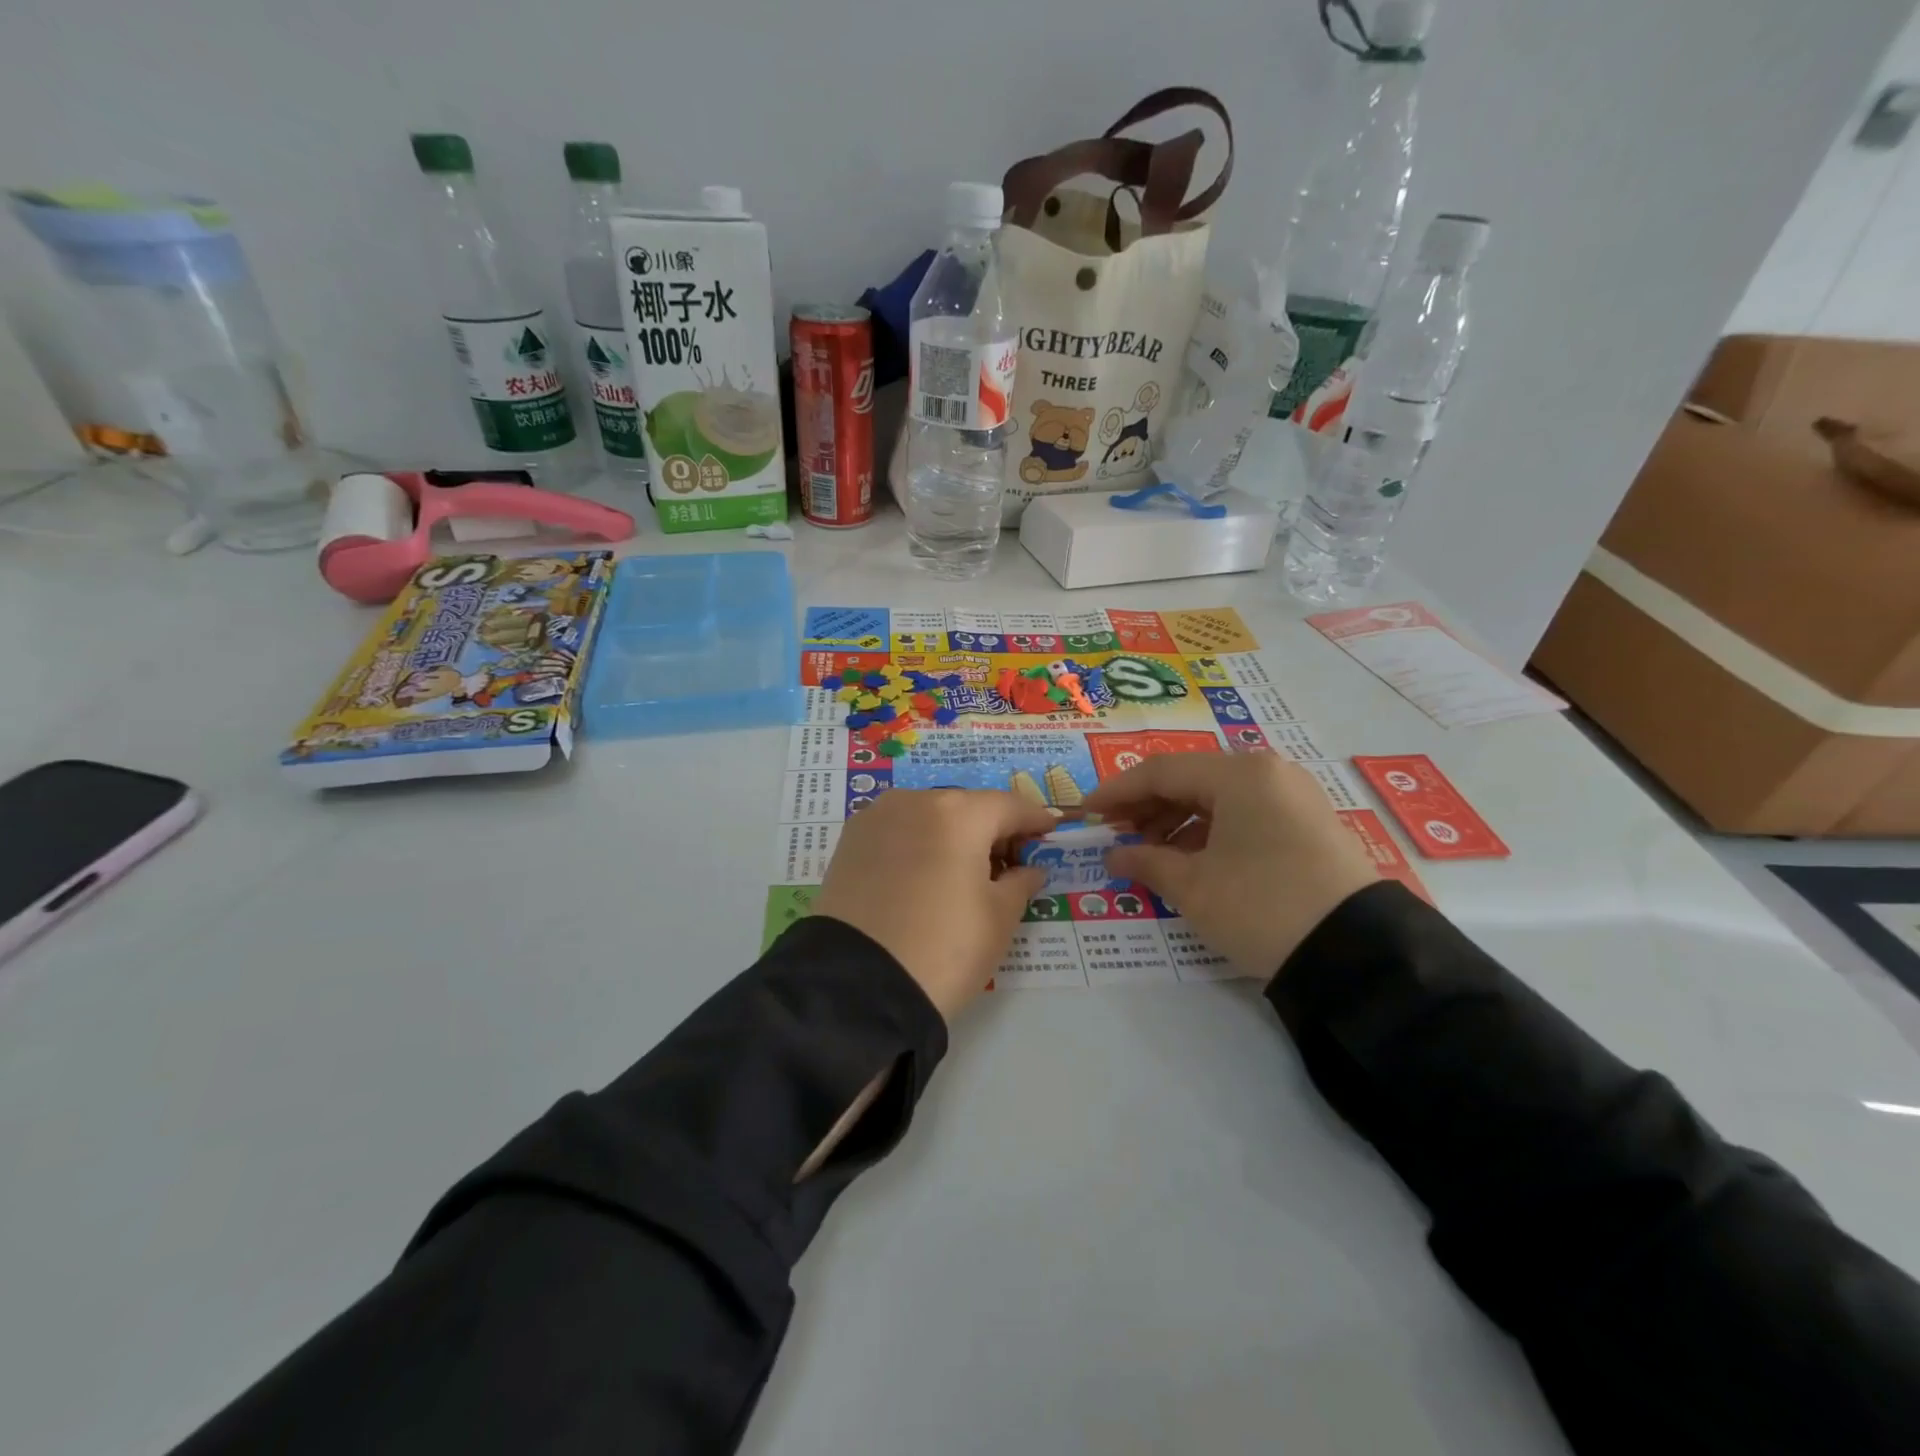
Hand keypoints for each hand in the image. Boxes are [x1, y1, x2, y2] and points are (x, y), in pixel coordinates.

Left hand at [815, 789, 1054, 1022]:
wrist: (857, 988)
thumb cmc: (944, 948)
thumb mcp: (998, 919)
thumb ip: (1021, 882)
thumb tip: (1030, 868)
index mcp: (958, 813)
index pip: (1009, 806)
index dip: (1034, 820)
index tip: (1049, 833)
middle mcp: (914, 801)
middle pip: (967, 807)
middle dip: (992, 830)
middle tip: (1010, 863)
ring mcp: (876, 818)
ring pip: (929, 816)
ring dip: (953, 835)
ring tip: (965, 873)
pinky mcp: (849, 842)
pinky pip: (897, 831)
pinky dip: (919, 844)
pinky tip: (925, 875)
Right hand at [1083, 754, 1378, 980]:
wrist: (1356, 953)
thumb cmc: (1261, 906)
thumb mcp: (1194, 887)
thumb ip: (1146, 861)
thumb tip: (1114, 854)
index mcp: (1240, 774)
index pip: (1161, 771)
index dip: (1117, 792)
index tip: (1086, 813)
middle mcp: (1268, 772)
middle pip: (1191, 779)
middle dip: (1146, 806)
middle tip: (1115, 834)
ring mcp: (1293, 796)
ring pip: (1218, 797)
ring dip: (1176, 820)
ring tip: (1149, 851)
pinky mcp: (1307, 823)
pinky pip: (1244, 814)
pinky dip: (1209, 831)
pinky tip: (1189, 858)